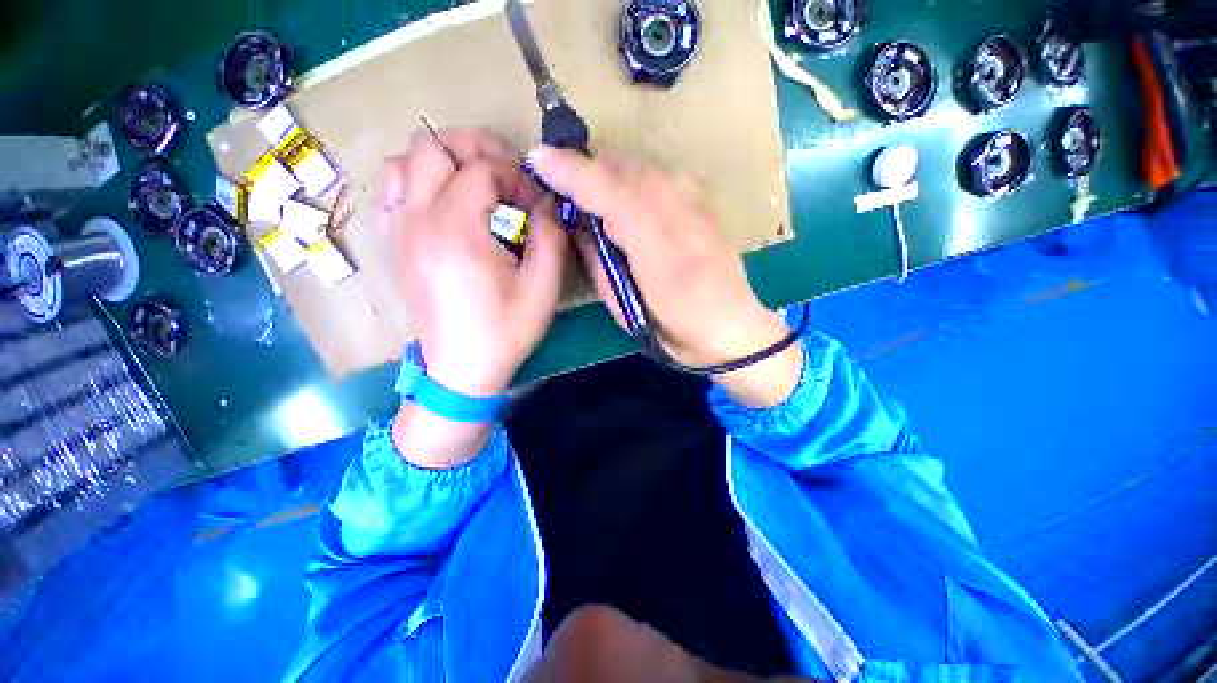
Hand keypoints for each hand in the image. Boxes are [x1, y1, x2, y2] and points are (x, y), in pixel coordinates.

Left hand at [383, 129, 566, 466]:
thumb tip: (548, 202)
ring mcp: (399, 230)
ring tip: (475, 187)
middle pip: (432, 145)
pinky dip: (418, 181)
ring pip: (404, 161)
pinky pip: (393, 190)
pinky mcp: (395, 244)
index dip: (517, 178)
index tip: (537, 205)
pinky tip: (446, 204)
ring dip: (444, 162)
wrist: (461, 369)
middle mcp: (418, 220)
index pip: (482, 169)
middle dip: (476, 149)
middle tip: (507, 176)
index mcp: (457, 231)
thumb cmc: (505, 332)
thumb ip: (550, 237)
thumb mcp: (542, 289)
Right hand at [527, 147, 802, 407]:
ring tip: (591, 192)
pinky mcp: (705, 206)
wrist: (734, 330)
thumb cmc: (675, 332)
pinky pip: (662, 178)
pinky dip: (635, 181)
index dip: (573, 173)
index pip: (611, 195)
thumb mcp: (625, 309)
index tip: (538, 159)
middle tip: (562, 184)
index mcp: (659, 253)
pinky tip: (627, 199)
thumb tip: (577, 222)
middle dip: (587, 170)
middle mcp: (681, 219)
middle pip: (626, 172)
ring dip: (610, 174)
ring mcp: (698, 208)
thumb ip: (600, 262)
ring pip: (644, 170)